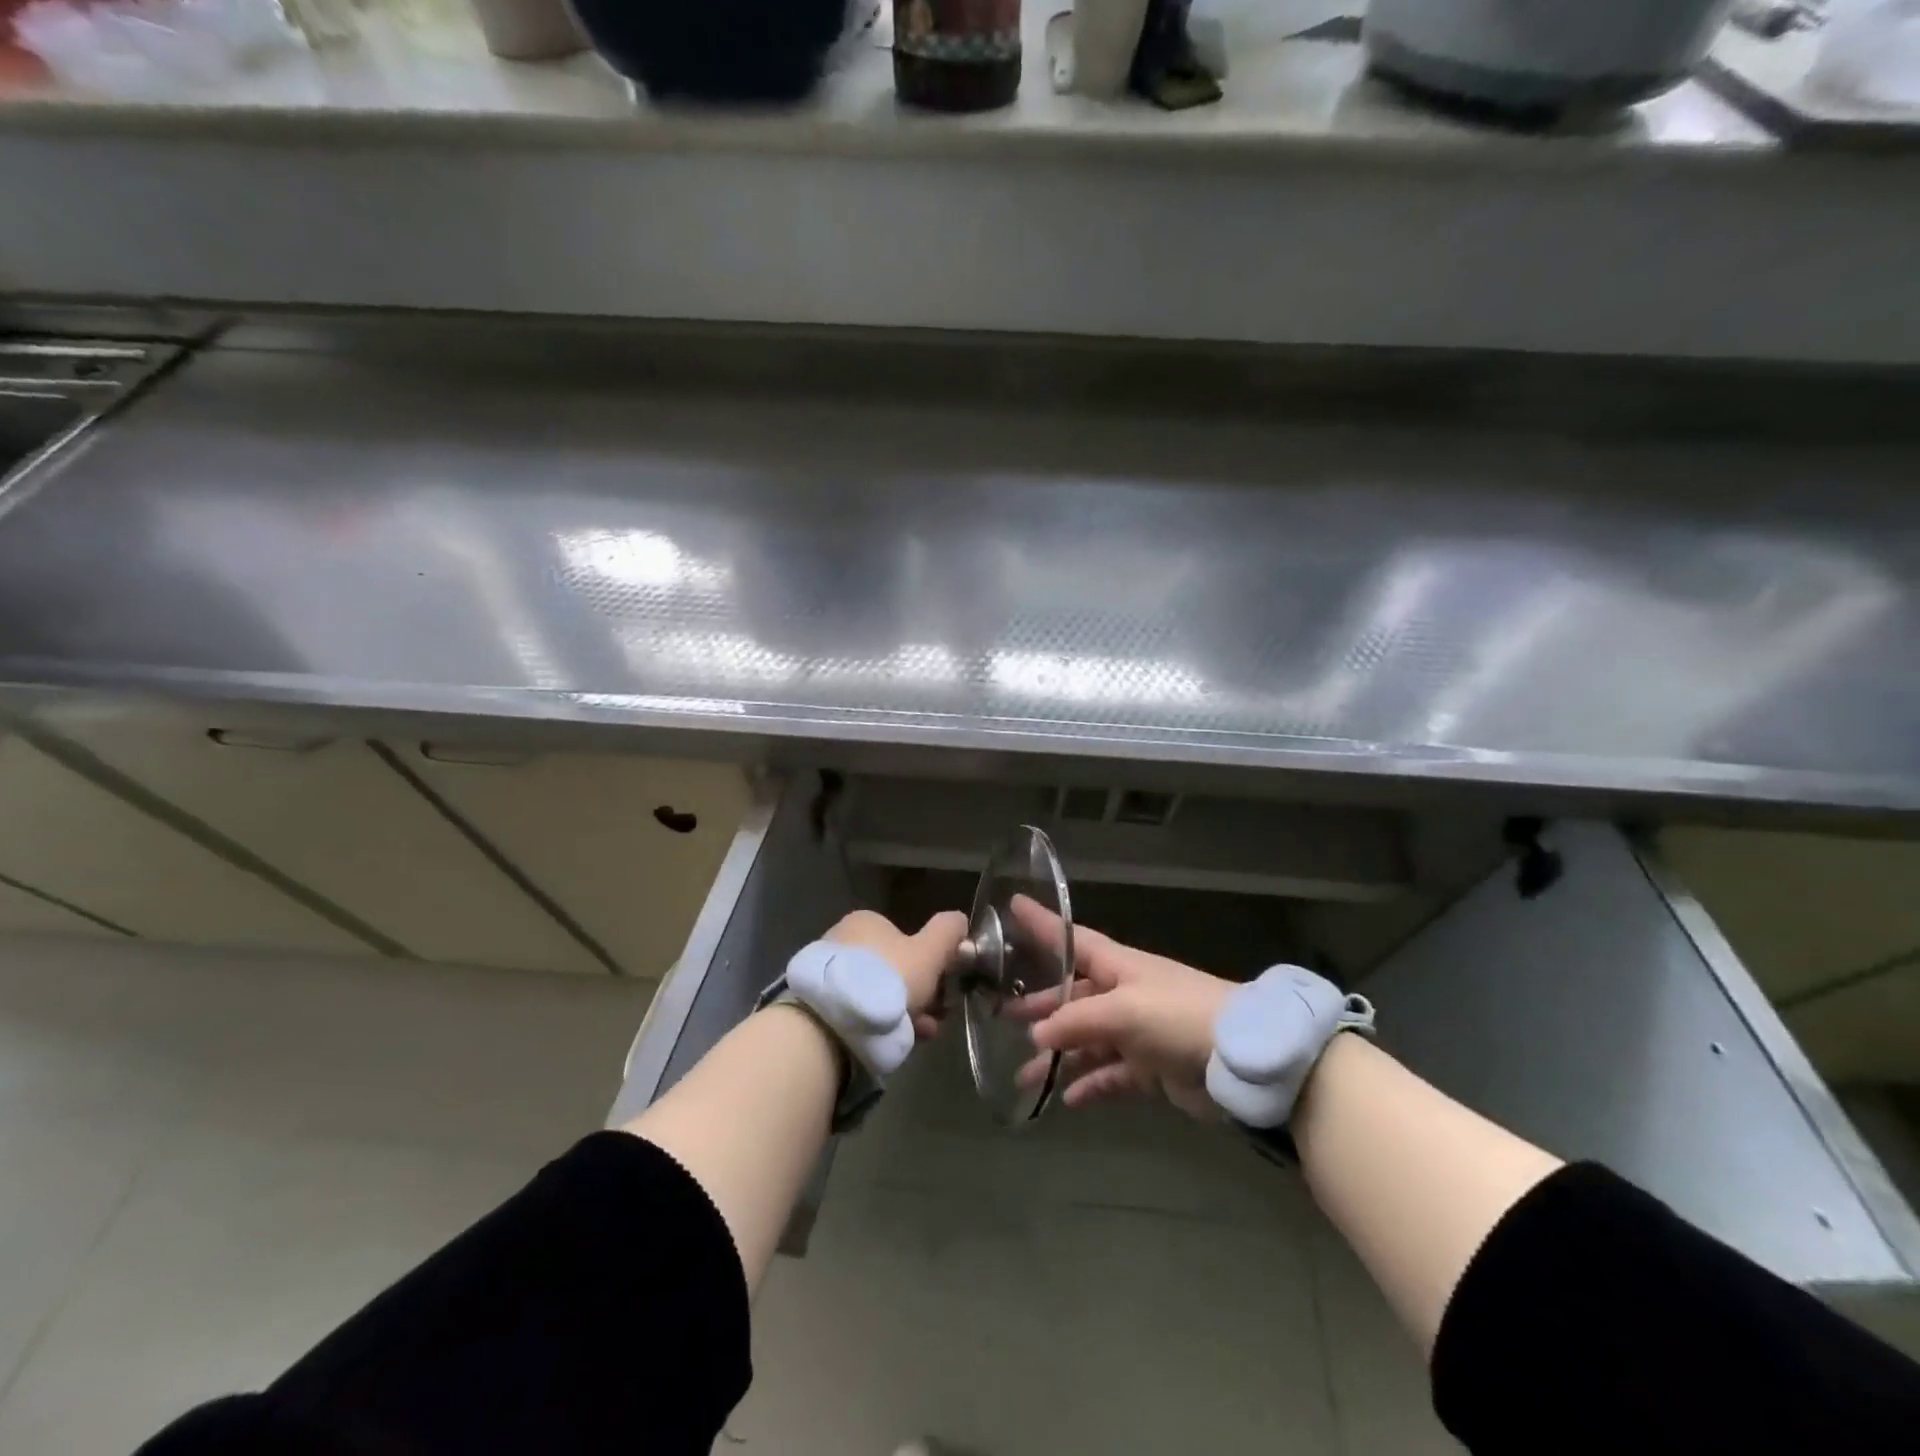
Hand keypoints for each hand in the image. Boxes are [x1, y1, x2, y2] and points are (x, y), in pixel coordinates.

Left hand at [825, 909, 968, 1040]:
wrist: (834, 1022)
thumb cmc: (887, 979)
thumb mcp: (929, 952)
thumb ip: (947, 932)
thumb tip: (959, 919)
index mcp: (867, 921)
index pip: (906, 938)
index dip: (929, 964)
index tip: (943, 990)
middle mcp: (844, 939)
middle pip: (894, 968)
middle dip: (918, 993)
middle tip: (933, 1017)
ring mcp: (829, 972)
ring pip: (877, 992)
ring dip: (902, 1011)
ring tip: (918, 1035)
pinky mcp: (819, 1003)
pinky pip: (858, 1009)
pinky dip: (877, 1022)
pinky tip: (892, 1041)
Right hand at [1012, 908, 1233, 1116]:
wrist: (1243, 1059)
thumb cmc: (1178, 1015)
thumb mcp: (1123, 1010)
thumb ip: (1076, 1021)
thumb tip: (1037, 1035)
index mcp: (1118, 966)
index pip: (1071, 939)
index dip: (1042, 923)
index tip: (1012, 904)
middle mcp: (1124, 994)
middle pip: (1073, 997)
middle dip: (1041, 1006)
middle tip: (1003, 1015)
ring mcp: (1138, 1032)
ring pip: (1087, 1042)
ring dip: (1059, 1058)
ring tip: (1025, 1077)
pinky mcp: (1152, 1069)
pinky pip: (1111, 1076)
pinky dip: (1091, 1085)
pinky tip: (1067, 1099)